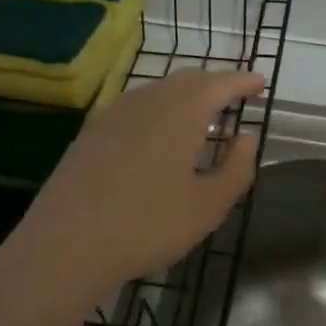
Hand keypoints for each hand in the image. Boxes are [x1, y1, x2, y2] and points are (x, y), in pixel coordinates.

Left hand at [0, 69, 265, 317]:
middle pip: (187, 80)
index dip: (242, 81)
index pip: (219, 83)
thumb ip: (236, 168)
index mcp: (181, 111)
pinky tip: (159, 133)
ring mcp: (113, 114)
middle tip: (234, 96)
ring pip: (158, 91)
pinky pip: (136, 107)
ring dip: (185, 95)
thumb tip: (247, 138)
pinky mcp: (91, 132)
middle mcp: (147, 100)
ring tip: (202, 115)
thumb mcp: (208, 206)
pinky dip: (159, 109)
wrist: (66, 244)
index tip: (259, 82)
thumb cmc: (147, 226)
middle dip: (214, 84)